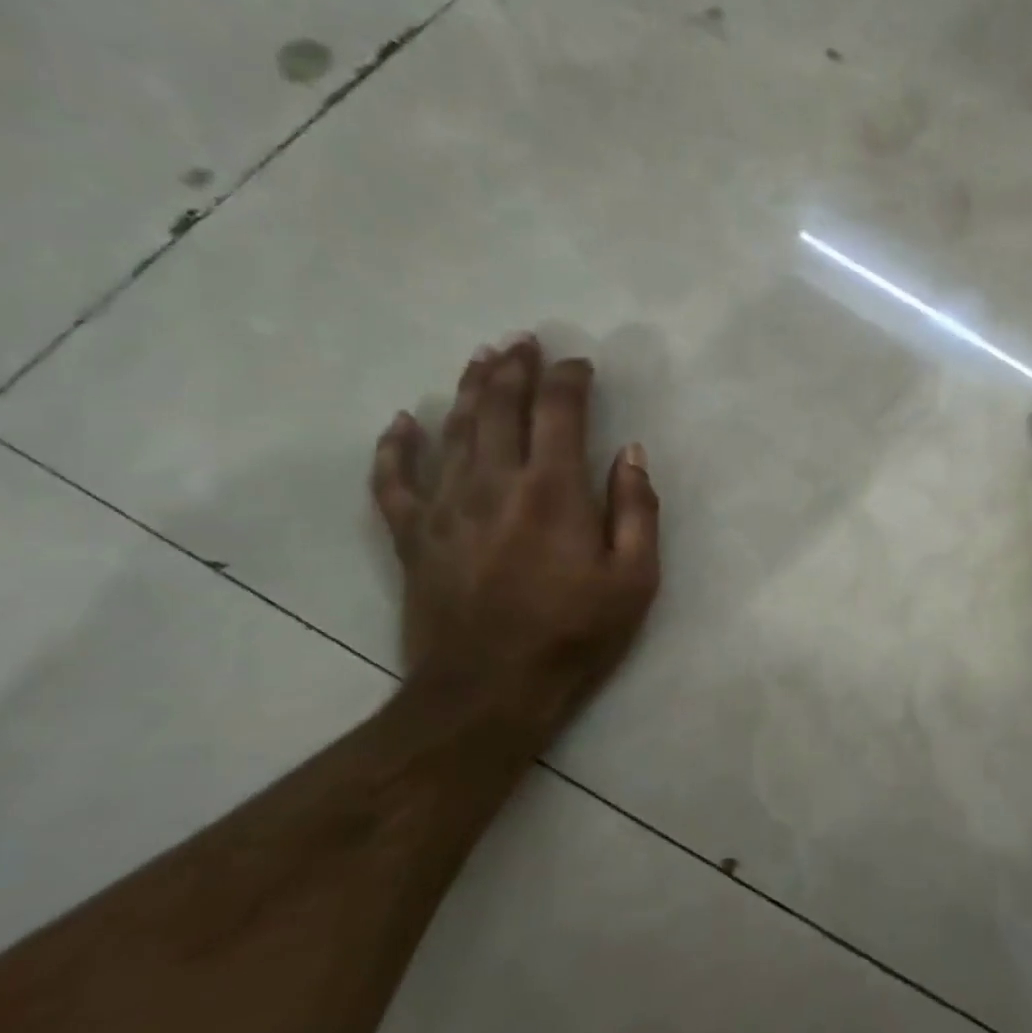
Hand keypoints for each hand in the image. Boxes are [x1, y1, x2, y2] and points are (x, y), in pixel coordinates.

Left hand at [369, 336, 660, 724]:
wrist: (488, 692)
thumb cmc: (573, 634)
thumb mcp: (635, 578)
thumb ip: (637, 509)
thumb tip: (631, 452)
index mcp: (553, 489)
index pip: (559, 410)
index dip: (569, 378)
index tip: (580, 364)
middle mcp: (495, 482)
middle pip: (500, 406)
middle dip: (514, 367)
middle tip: (523, 340)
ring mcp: (445, 506)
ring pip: (453, 430)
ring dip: (469, 388)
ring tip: (480, 358)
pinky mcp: (412, 536)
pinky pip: (394, 480)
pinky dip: (395, 448)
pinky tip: (401, 422)